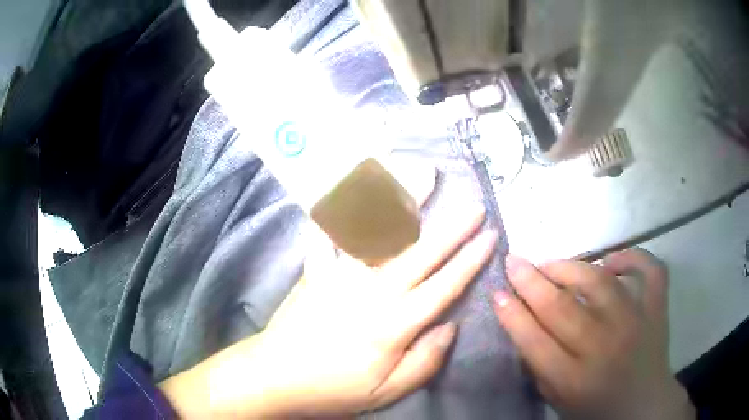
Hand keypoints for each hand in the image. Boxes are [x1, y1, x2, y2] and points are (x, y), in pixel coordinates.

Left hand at [160, 165, 497, 417]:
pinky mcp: (316, 269)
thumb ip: (424, 361)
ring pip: (379, 232)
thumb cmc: (333, 388)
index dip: (470, 260)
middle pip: (421, 252)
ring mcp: (341, 274)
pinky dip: (342, 206)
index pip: (444, 286)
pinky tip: (351, 183)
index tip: (490, 236)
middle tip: (475, 207)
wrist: (275, 376)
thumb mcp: (386, 391)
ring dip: (404, 201)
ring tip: (423, 175)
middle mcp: (372, 291)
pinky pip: (330, 232)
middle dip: (453, 228)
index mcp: (394, 324)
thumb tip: (451, 326)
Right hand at [493, 249, 694, 419]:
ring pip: (600, 282)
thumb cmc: (595, 408)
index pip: (534, 340)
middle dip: (530, 281)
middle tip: (514, 262)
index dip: (512, 313)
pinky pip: (650, 271)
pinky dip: (634, 257)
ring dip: (570, 267)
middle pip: (562, 307)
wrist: (643, 406)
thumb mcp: (558, 400)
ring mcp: (636, 323)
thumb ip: (540, 366)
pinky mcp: (657, 309)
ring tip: (552, 264)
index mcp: (574, 379)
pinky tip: (612, 261)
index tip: (497, 292)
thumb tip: (523, 324)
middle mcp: (604, 347)